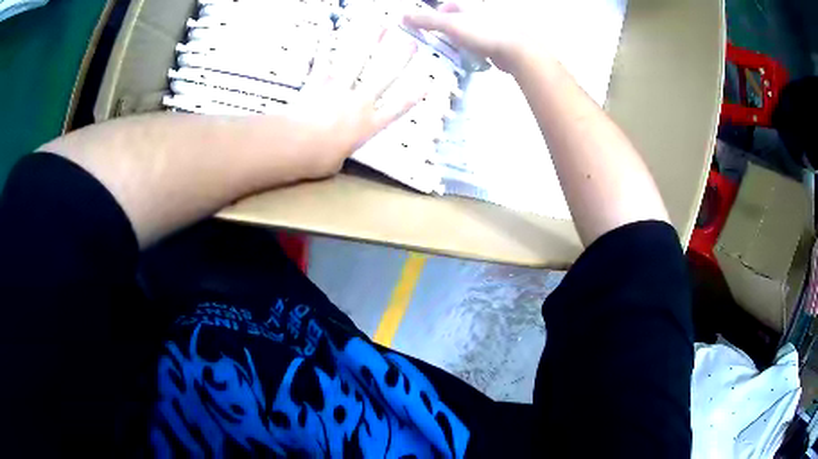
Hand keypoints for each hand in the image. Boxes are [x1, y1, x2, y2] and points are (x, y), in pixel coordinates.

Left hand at [287, 27, 425, 178]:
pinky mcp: (318, 82)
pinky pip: (321, 60)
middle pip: (384, 77)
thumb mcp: (336, 161)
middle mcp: (359, 102)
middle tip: (410, 43)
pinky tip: (326, 29)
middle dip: (399, 59)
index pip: (396, 108)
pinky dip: (322, 45)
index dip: (412, 96)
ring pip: (358, 61)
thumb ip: (340, 150)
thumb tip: (334, 151)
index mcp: (368, 125)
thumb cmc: (319, 159)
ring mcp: (340, 89)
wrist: (298, 144)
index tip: (426, 84)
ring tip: (379, 27)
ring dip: (369, 42)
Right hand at [403, 2, 534, 73]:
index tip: (428, 27)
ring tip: (451, 54)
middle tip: (437, 43)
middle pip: (459, 20)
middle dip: (447, 31)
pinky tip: (470, 60)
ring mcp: (492, 29)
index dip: (437, 14)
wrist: (517, 51)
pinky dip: (474, 51)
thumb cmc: (483, 32)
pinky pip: (481, 46)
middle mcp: (481, 14)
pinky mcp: (500, 44)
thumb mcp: (450, 24)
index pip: (449, 6)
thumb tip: (402, 16)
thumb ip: (427, 20)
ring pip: (470, 34)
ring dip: (460, 42)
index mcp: (470, 6)